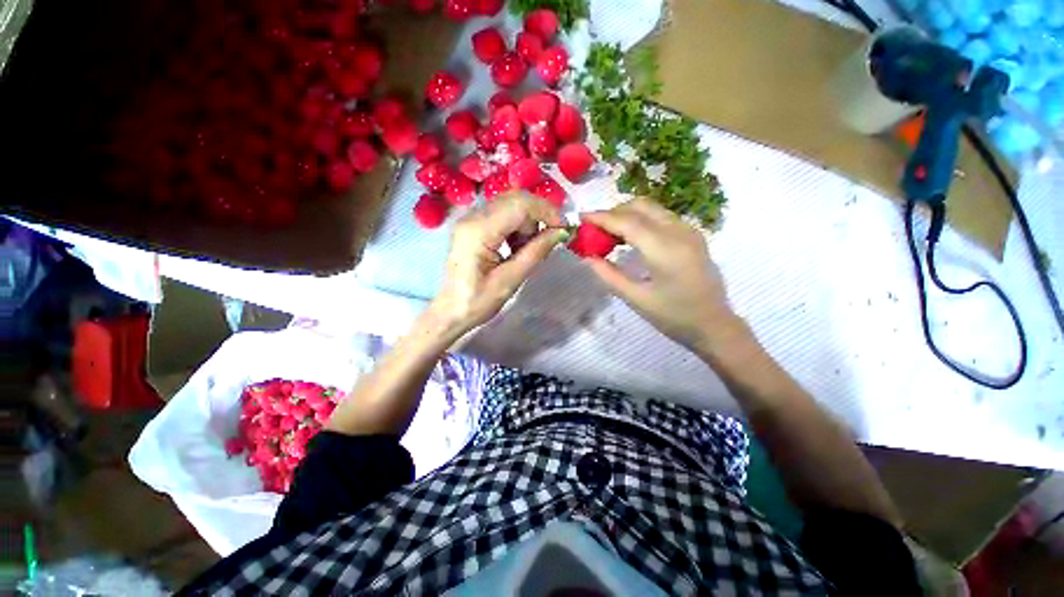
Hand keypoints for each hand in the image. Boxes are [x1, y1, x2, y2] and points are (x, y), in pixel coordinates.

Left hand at [429, 192, 567, 334]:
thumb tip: (560, 232)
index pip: (520, 204)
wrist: (450, 311)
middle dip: (538, 217)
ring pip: (511, 205)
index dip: (546, 211)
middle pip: (516, 199)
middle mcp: (472, 216)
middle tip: (546, 241)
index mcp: (479, 231)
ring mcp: (471, 218)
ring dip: (527, 223)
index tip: (563, 229)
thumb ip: (536, 252)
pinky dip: (517, 226)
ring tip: (527, 250)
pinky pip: (502, 214)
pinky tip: (516, 247)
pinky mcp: (473, 224)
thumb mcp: (511, 280)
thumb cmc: (478, 301)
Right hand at [584, 199, 742, 351]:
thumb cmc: (673, 316)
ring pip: (652, 208)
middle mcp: (679, 232)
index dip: (602, 217)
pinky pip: (661, 216)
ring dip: (627, 214)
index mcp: (665, 250)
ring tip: (608, 233)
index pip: (627, 222)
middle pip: (640, 206)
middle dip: (613, 212)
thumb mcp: (636, 299)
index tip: (581, 217)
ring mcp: (689, 231)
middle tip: (594, 229)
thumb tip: (586, 258)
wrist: (714, 325)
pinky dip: (641, 219)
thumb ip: (608, 275)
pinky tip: (630, 237)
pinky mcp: (692, 235)